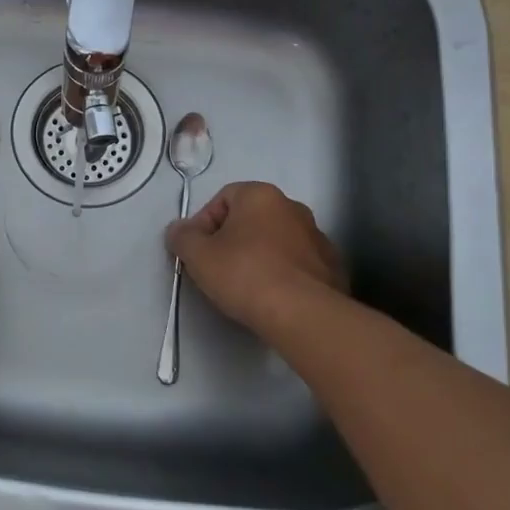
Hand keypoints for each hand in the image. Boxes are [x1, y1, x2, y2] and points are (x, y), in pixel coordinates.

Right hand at [165, 181, 345, 337]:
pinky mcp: (332, 266)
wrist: (302, 314)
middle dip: (233, 239)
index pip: (223, 198)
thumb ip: (182, 237)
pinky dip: (285, 274)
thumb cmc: (244, 274)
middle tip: (218, 269)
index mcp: (260, 195)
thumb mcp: (198, 256)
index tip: (198, 252)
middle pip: (251, 218)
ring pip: (277, 241)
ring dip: (260, 256)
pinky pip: (298, 263)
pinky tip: (275, 297)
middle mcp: (292, 206)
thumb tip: (178, 230)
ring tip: (247, 287)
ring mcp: (317, 236)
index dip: (204, 224)